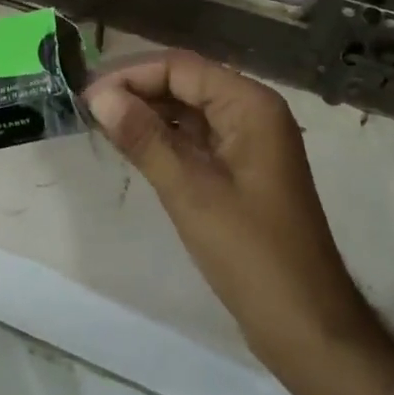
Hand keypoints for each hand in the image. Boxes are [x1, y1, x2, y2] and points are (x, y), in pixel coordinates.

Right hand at [85, 51, 393, 394]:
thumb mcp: (190, 191)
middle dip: (137, 91)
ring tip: (100, 124)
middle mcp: (252, 111)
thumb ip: (143, 138)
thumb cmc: (251, 254)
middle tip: (87, 109)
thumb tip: (98, 96)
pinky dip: (164, 139)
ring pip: (188, 110)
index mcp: (250, 104)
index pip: (181, 68)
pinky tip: (132, 147)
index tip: (86, 95)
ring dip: (147, 114)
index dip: (131, 75)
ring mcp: (249, 141)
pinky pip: (196, 138)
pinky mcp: (241, 169)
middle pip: (185, 83)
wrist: (307, 326)